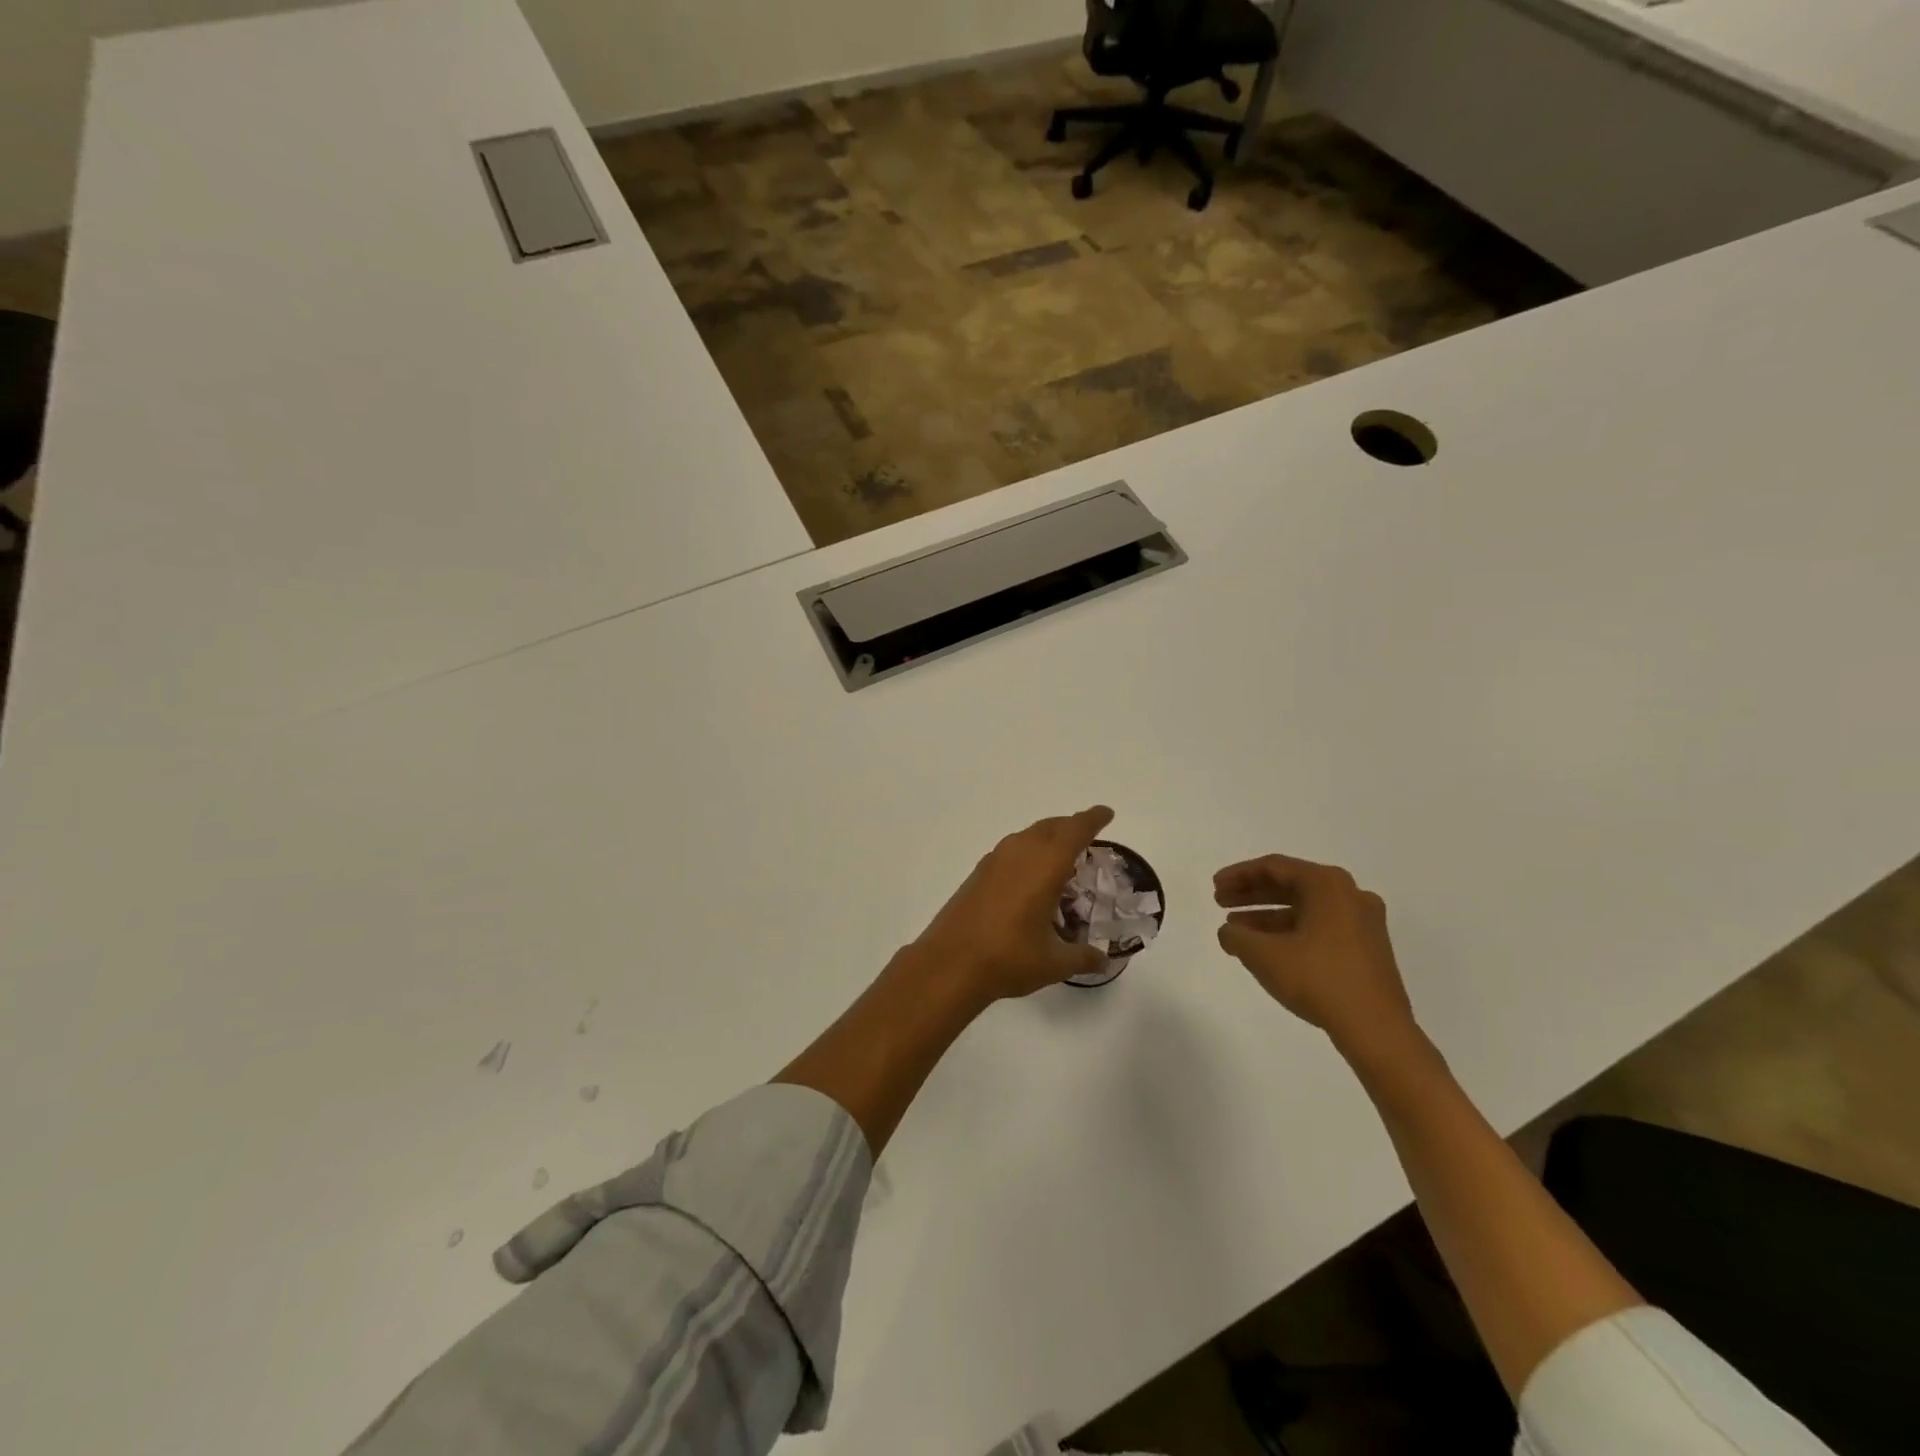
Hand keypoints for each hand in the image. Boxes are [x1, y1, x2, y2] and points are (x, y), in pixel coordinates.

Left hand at [910, 806, 1114, 1004]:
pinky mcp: (978, 873)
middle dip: (1071, 827)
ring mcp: (995, 860)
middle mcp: (1020, 853)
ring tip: (1061, 857)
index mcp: (1045, 865)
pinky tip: (1030, 878)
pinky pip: (1012, 850)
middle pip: (1051, 826)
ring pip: (1028, 836)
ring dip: (1047, 838)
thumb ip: (1083, 957)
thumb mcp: (1054, 963)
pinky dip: (1028, 853)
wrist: (949, 963)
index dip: (1093, 819)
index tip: (1106, 813)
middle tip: (1088, 837)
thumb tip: (1104, 959)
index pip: (1076, 830)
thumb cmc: (1008, 958)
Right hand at [1213, 853, 1417, 1059]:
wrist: (1377, 1030)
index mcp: (1328, 884)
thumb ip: (1236, 936)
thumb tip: (1229, 932)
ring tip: (1238, 931)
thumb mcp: (1263, 955)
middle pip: (1291, 884)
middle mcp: (1350, 895)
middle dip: (1252, 894)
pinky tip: (1269, 949)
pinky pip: (1321, 927)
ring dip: (1268, 916)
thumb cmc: (1318, 980)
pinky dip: (1291, 931)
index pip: (1274, 867)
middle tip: (1220, 903)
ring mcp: (1364, 922)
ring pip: (1305, 908)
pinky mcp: (1368, 948)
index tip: (1215, 887)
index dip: (1238, 875)